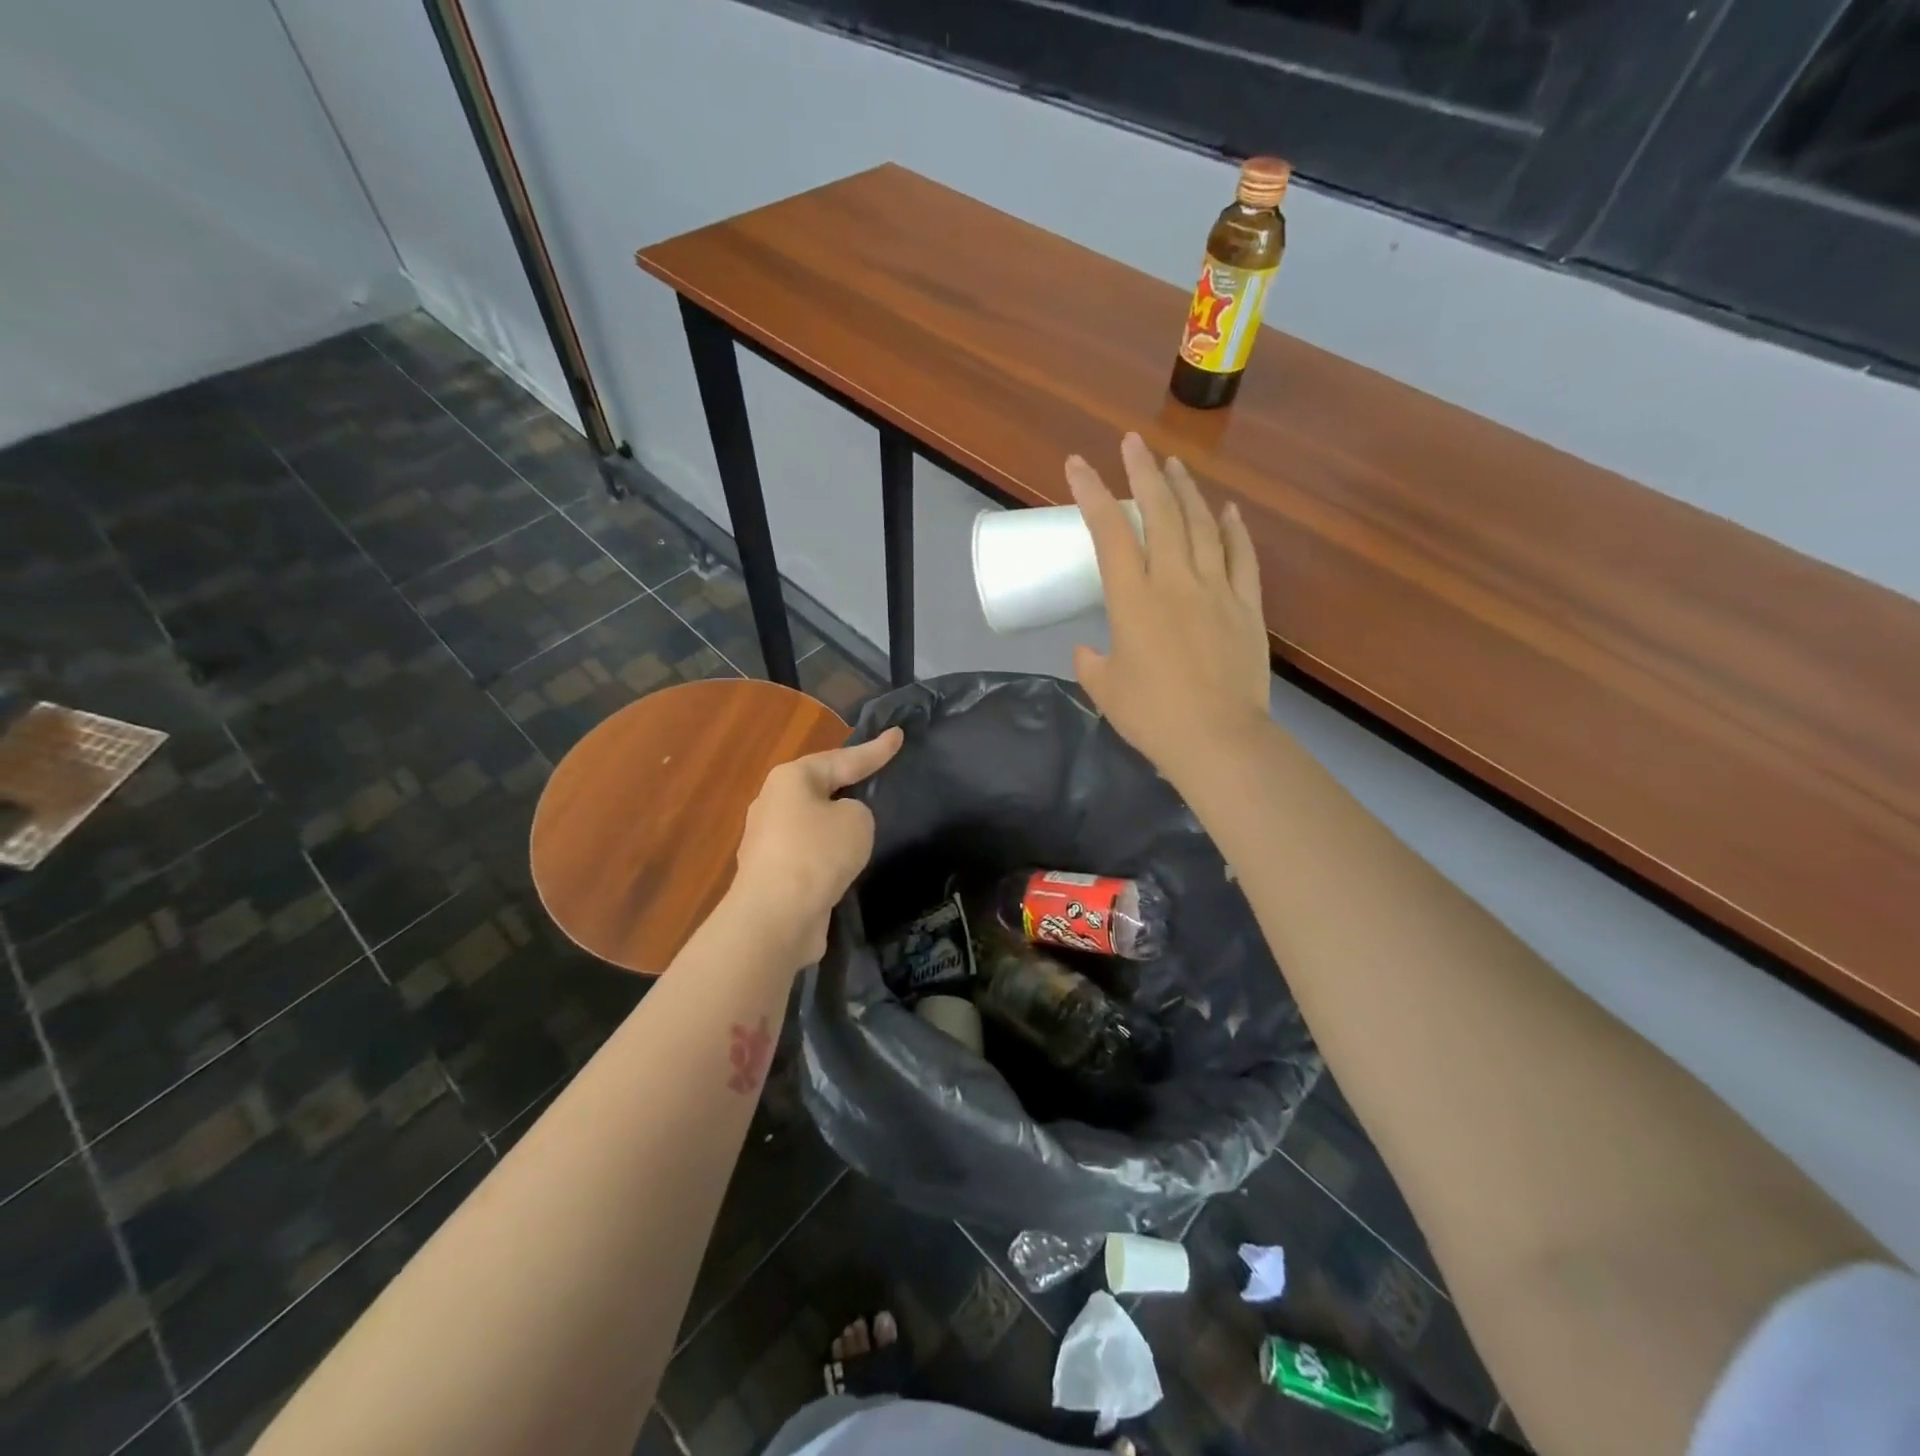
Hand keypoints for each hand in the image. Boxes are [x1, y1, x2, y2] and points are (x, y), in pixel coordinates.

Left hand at [729, 727, 904, 970]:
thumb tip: (839, 825)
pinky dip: (826, 854)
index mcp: (791, 778)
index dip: (875, 750)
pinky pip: (808, 853)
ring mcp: (767, 840)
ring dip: (834, 824)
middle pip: (820, 787)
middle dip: (846, 783)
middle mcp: (772, 803)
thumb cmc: (817, 854)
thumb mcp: (857, 820)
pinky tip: (843, 864)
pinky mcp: (771, 874)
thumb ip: (857, 811)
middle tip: (875, 777)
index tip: (898, 734)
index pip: (843, 758)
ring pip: (812, 822)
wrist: (775, 917)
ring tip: (863, 826)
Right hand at [1069, 434, 1271, 784]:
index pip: (1110, 532)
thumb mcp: (1105, 690)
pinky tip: (1228, 510)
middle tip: (1133, 443)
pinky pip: (1242, 557)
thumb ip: (1091, 663)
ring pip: (1202, 526)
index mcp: (1132, 600)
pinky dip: (1235, 530)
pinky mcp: (1247, 607)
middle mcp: (1175, 582)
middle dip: (1143, 473)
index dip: (1091, 494)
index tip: (1078, 464)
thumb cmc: (1152, 716)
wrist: (1218, 739)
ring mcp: (1217, 590)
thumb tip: (1088, 650)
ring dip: (1187, 491)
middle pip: (1161, 514)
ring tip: (1174, 466)